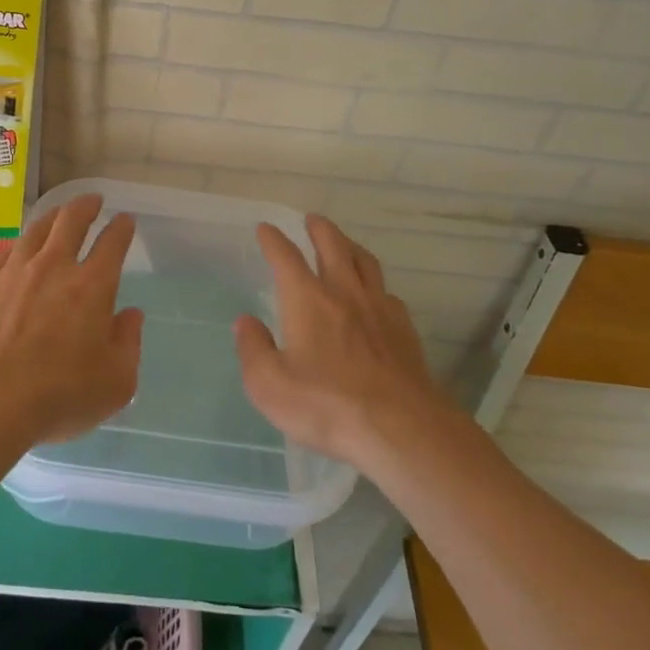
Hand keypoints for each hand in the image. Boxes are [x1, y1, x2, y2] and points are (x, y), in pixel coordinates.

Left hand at [0, 192, 142, 445]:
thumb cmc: (60, 395)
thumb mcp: (116, 381)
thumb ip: (128, 343)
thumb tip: (131, 315)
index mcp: (93, 286)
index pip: (113, 243)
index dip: (122, 227)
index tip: (126, 220)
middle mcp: (55, 267)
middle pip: (71, 220)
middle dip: (86, 206)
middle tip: (93, 200)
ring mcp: (15, 272)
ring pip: (36, 229)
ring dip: (52, 216)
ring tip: (58, 214)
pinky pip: (6, 252)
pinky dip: (19, 246)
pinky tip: (18, 250)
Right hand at [234, 215, 447, 468]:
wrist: (400, 429)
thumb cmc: (326, 405)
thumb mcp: (269, 385)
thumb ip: (253, 349)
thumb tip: (245, 323)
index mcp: (308, 299)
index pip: (286, 257)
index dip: (273, 240)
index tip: (266, 229)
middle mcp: (344, 293)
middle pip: (333, 246)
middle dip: (319, 229)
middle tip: (312, 220)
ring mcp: (379, 309)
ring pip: (366, 263)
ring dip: (351, 247)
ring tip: (345, 244)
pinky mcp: (405, 331)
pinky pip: (388, 294)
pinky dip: (376, 286)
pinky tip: (377, 297)